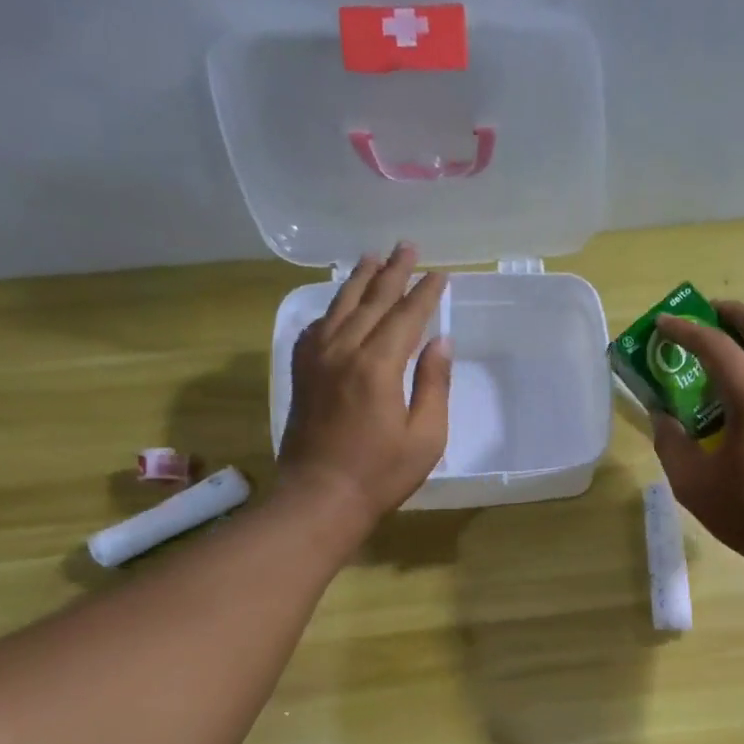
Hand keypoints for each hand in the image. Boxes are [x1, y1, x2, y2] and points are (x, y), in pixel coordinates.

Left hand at [278, 243, 451, 523]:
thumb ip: (434, 384)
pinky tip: (337, 305)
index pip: (406, 316)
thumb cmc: (381, 474)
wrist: (320, 497)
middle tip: (407, 246)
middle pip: (371, 301)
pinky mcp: (302, 374)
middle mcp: (343, 351)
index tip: (441, 273)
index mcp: (377, 366)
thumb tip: (440, 341)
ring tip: (372, 258)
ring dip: (358, 280)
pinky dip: (330, 310)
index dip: (425, 293)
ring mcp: (316, 360)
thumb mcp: (425, 436)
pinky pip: (315, 328)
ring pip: (339, 307)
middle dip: (392, 272)